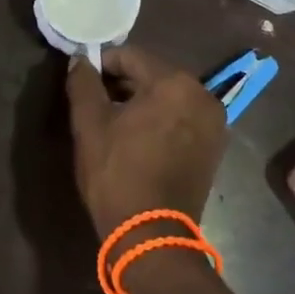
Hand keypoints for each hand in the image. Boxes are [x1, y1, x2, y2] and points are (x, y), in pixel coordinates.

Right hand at [65, 45, 227, 236]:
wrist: (151, 236)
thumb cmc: (117, 174)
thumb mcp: (89, 124)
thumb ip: (83, 83)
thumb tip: (80, 59)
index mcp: (175, 83)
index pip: (131, 57)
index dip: (102, 64)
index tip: (83, 82)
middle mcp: (202, 95)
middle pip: (153, 75)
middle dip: (123, 84)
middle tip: (95, 103)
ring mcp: (214, 123)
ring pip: (168, 98)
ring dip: (142, 103)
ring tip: (114, 123)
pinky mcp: (214, 148)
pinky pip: (182, 119)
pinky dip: (161, 120)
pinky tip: (138, 139)